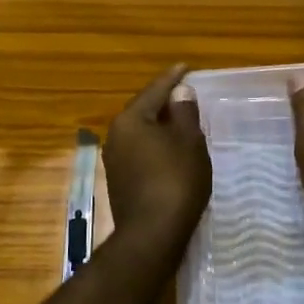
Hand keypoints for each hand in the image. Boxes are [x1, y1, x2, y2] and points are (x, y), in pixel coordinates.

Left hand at [103, 64, 210, 247]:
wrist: (152, 236)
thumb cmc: (175, 181)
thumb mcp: (188, 142)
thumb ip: (184, 113)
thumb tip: (180, 92)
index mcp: (131, 119)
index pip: (154, 90)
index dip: (173, 78)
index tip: (185, 67)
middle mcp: (116, 135)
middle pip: (144, 110)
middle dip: (164, 103)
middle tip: (185, 94)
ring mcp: (114, 160)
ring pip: (141, 133)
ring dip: (160, 127)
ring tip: (181, 122)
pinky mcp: (119, 182)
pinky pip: (140, 153)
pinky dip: (156, 147)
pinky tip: (171, 152)